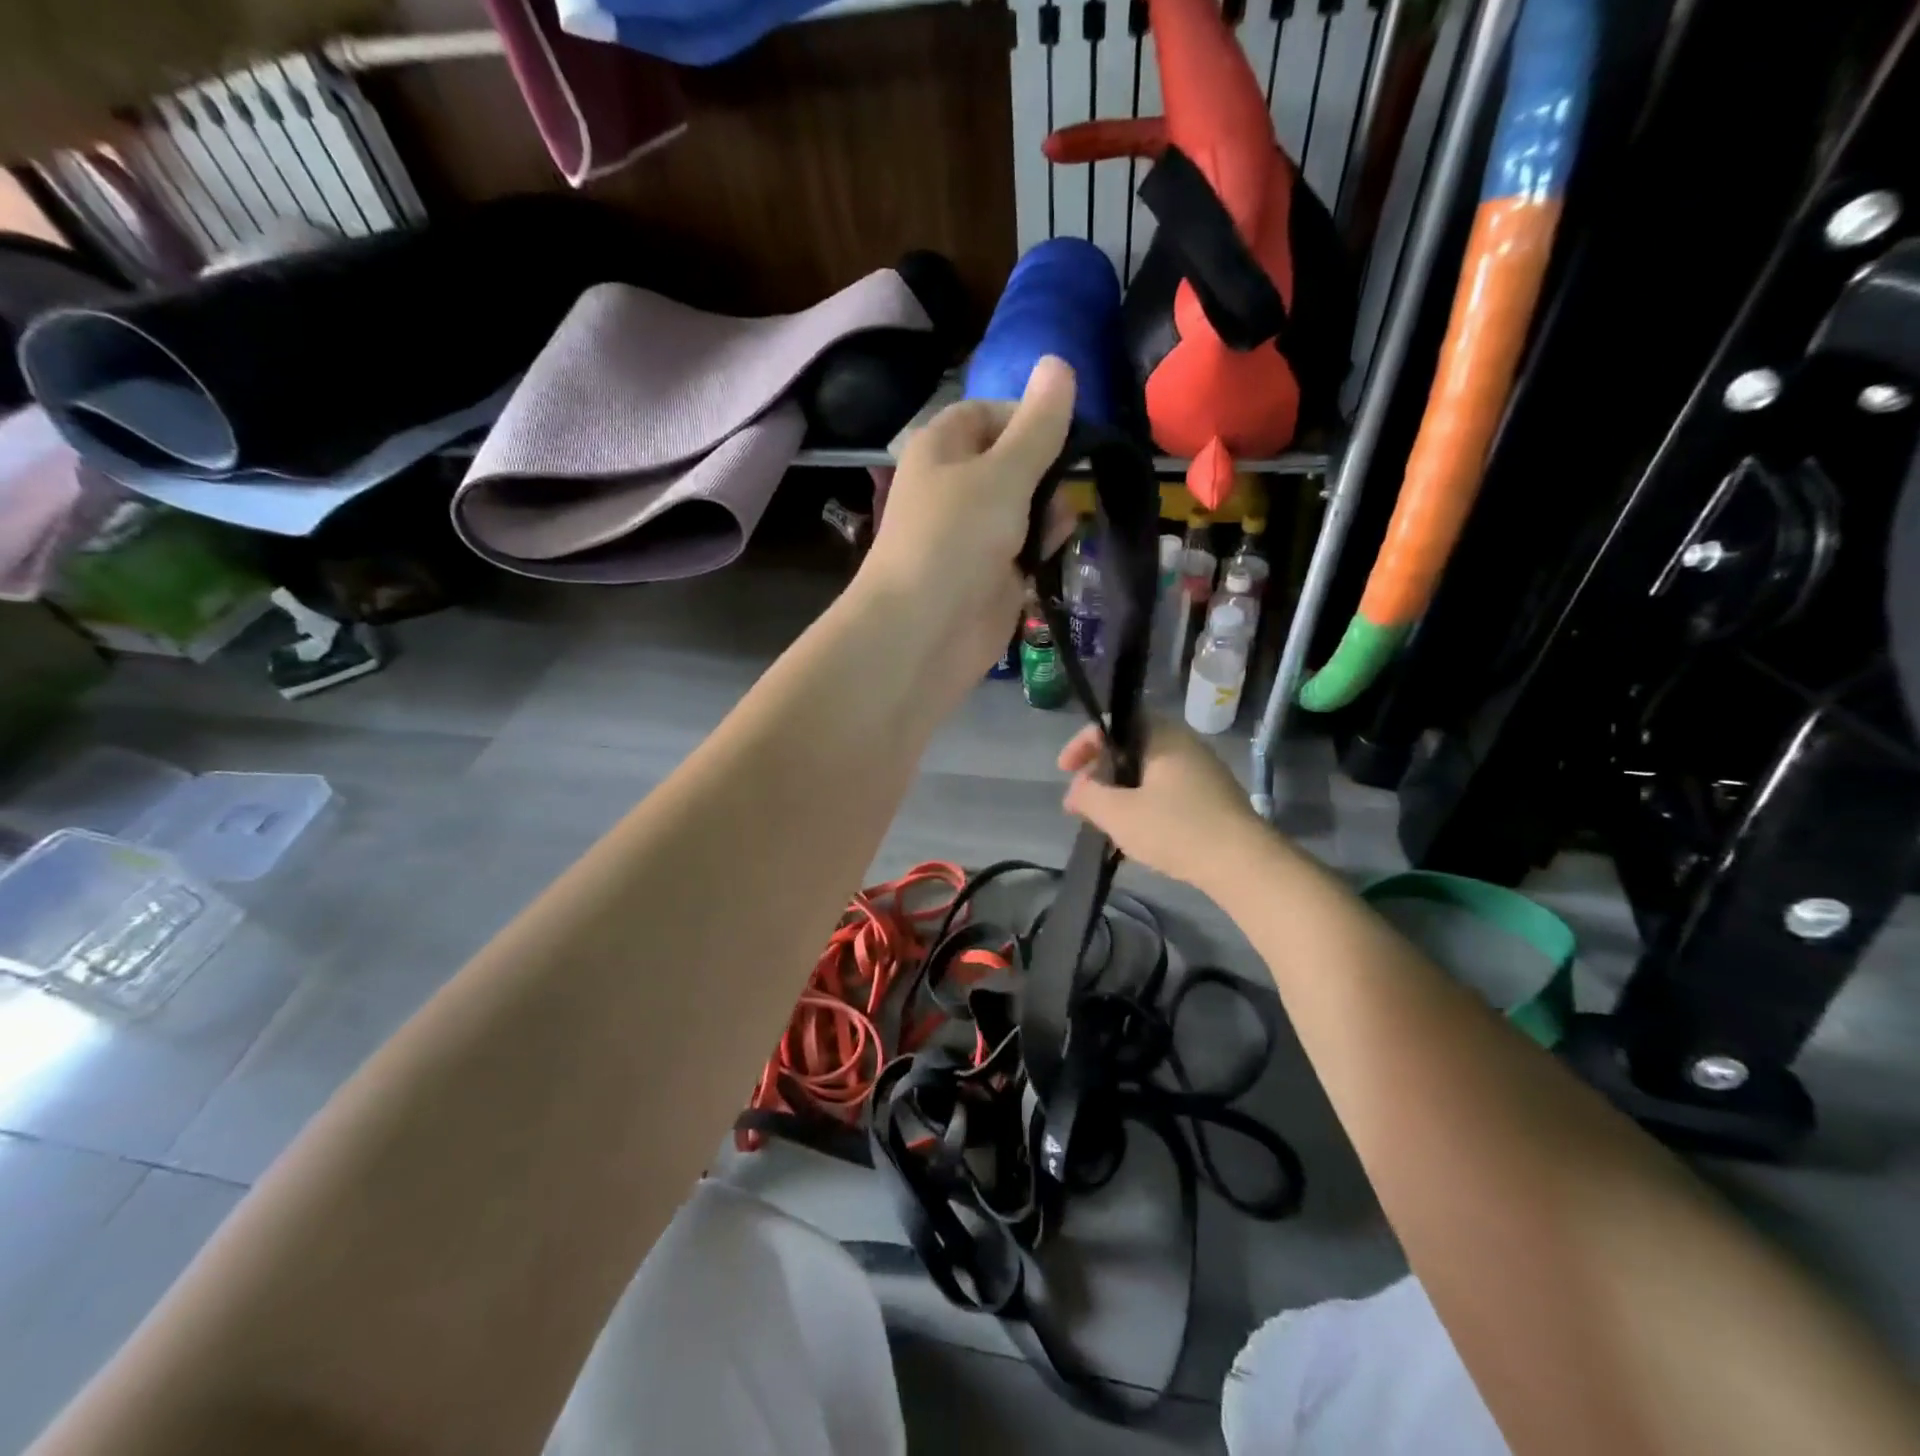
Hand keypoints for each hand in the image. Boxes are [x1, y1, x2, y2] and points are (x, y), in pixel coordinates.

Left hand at [856, 357, 1075, 679]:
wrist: (922, 632)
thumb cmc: (955, 539)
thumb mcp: (1003, 472)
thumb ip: (1039, 425)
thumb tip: (1060, 361)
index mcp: (943, 447)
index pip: (992, 413)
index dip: (1030, 419)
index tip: (1065, 438)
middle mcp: (956, 486)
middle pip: (1017, 462)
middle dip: (1048, 475)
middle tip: (1059, 494)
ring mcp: (973, 534)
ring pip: (1028, 508)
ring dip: (1050, 516)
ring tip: (1052, 535)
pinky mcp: (991, 576)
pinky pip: (1028, 550)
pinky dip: (1042, 552)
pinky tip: (1048, 562)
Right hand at [1058, 716, 1267, 889]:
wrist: (1244, 864)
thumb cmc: (1176, 829)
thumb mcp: (1118, 814)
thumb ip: (1088, 796)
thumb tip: (1076, 791)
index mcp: (1163, 736)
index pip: (1114, 723)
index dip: (1083, 743)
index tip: (1066, 771)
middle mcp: (1184, 745)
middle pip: (1130, 748)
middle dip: (1100, 773)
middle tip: (1082, 801)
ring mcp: (1202, 772)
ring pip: (1147, 773)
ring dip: (1120, 793)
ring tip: (1104, 823)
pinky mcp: (1212, 799)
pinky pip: (1166, 792)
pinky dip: (1142, 805)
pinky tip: (1135, 836)